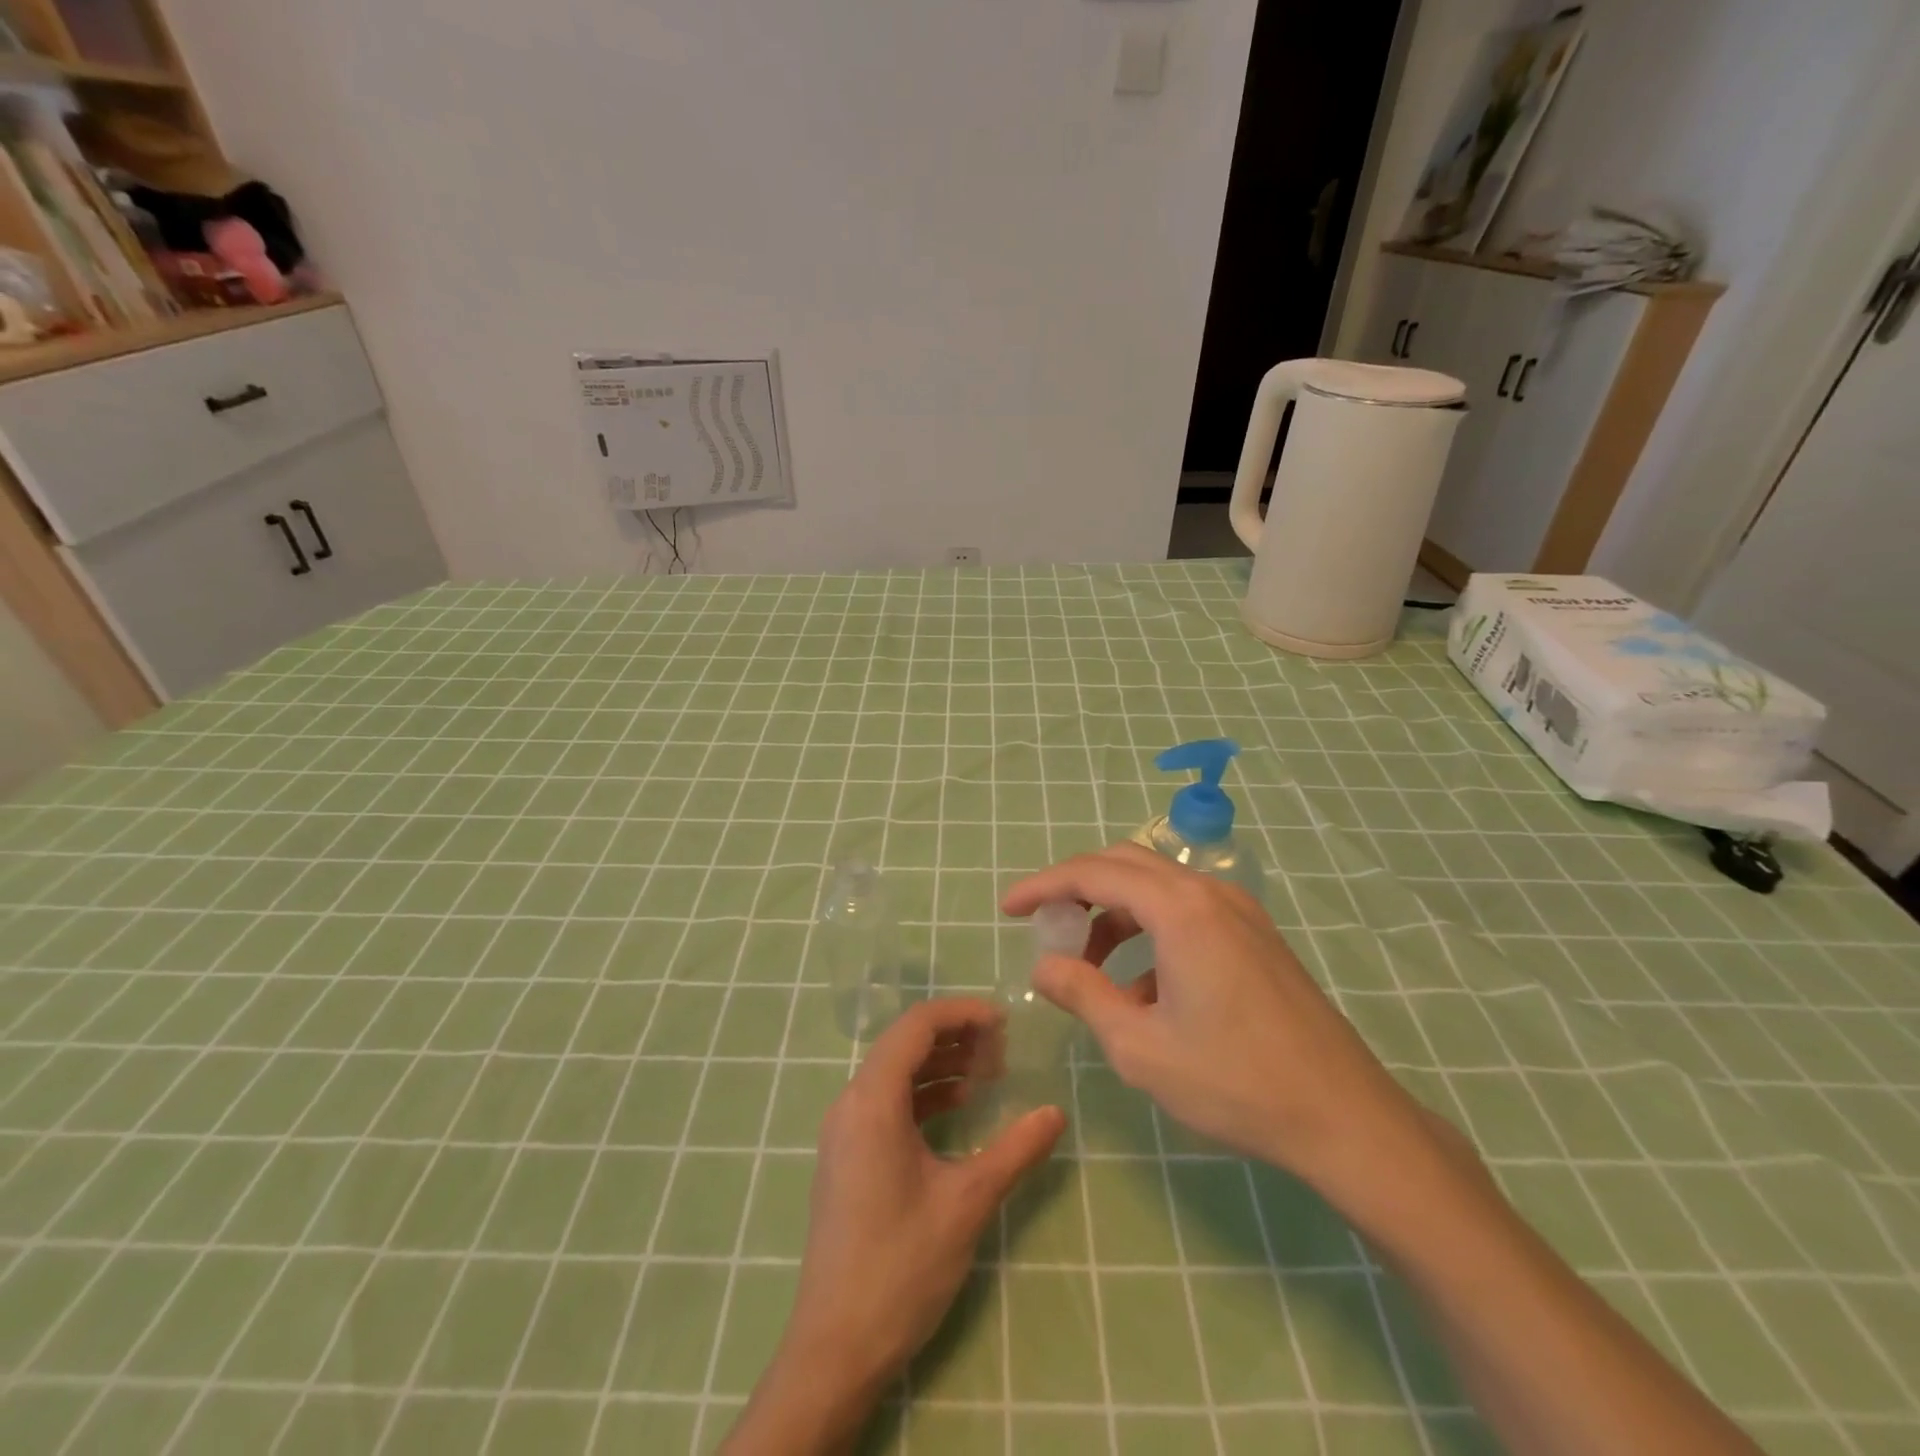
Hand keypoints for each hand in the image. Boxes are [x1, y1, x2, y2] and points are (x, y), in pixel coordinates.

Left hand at [722, 999, 1064, 1453]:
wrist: (835, 1346)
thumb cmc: (902, 1265)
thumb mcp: (967, 1202)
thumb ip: (1015, 1150)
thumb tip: (1056, 1113)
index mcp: (872, 1100)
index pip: (916, 1026)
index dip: (962, 1013)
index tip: (1005, 1022)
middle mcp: (851, 1102)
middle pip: (904, 1043)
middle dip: (955, 1036)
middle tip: (1002, 1051)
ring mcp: (844, 1130)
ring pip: (895, 1071)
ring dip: (940, 1064)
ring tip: (987, 1074)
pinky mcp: (847, 1154)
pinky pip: (886, 1101)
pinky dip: (923, 1094)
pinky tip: (957, 1107)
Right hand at [1002, 844, 1425, 1194]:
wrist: (1344, 1117)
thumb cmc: (1234, 1081)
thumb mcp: (1139, 1045)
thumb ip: (1082, 995)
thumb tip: (1043, 967)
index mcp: (1179, 909)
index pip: (1093, 873)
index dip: (1044, 886)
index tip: (1009, 909)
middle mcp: (1210, 893)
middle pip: (1125, 865)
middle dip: (1077, 891)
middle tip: (1045, 929)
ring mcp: (1239, 911)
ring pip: (1156, 889)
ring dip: (1114, 917)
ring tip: (1092, 975)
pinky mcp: (1256, 936)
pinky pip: (1186, 913)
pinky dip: (1149, 934)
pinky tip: (1144, 993)